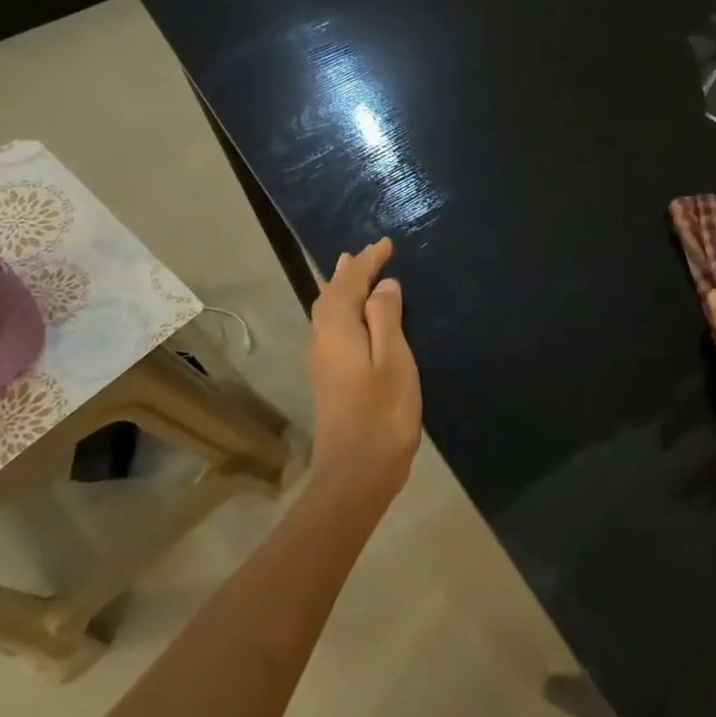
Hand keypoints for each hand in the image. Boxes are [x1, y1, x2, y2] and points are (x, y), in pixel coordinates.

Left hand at [308, 238, 422, 497]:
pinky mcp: (328, 379)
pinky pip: (331, 328)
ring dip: (341, 289)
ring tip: (352, 273)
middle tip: (366, 253)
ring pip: (326, 313)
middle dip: (349, 272)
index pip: (349, 284)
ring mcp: (322, 362)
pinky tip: (353, 318)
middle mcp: (322, 341)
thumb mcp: (394, 360)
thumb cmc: (382, 414)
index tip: (386, 243)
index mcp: (338, 331)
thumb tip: (383, 286)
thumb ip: (386, 319)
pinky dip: (342, 310)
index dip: (367, 262)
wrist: (356, 473)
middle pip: (330, 296)